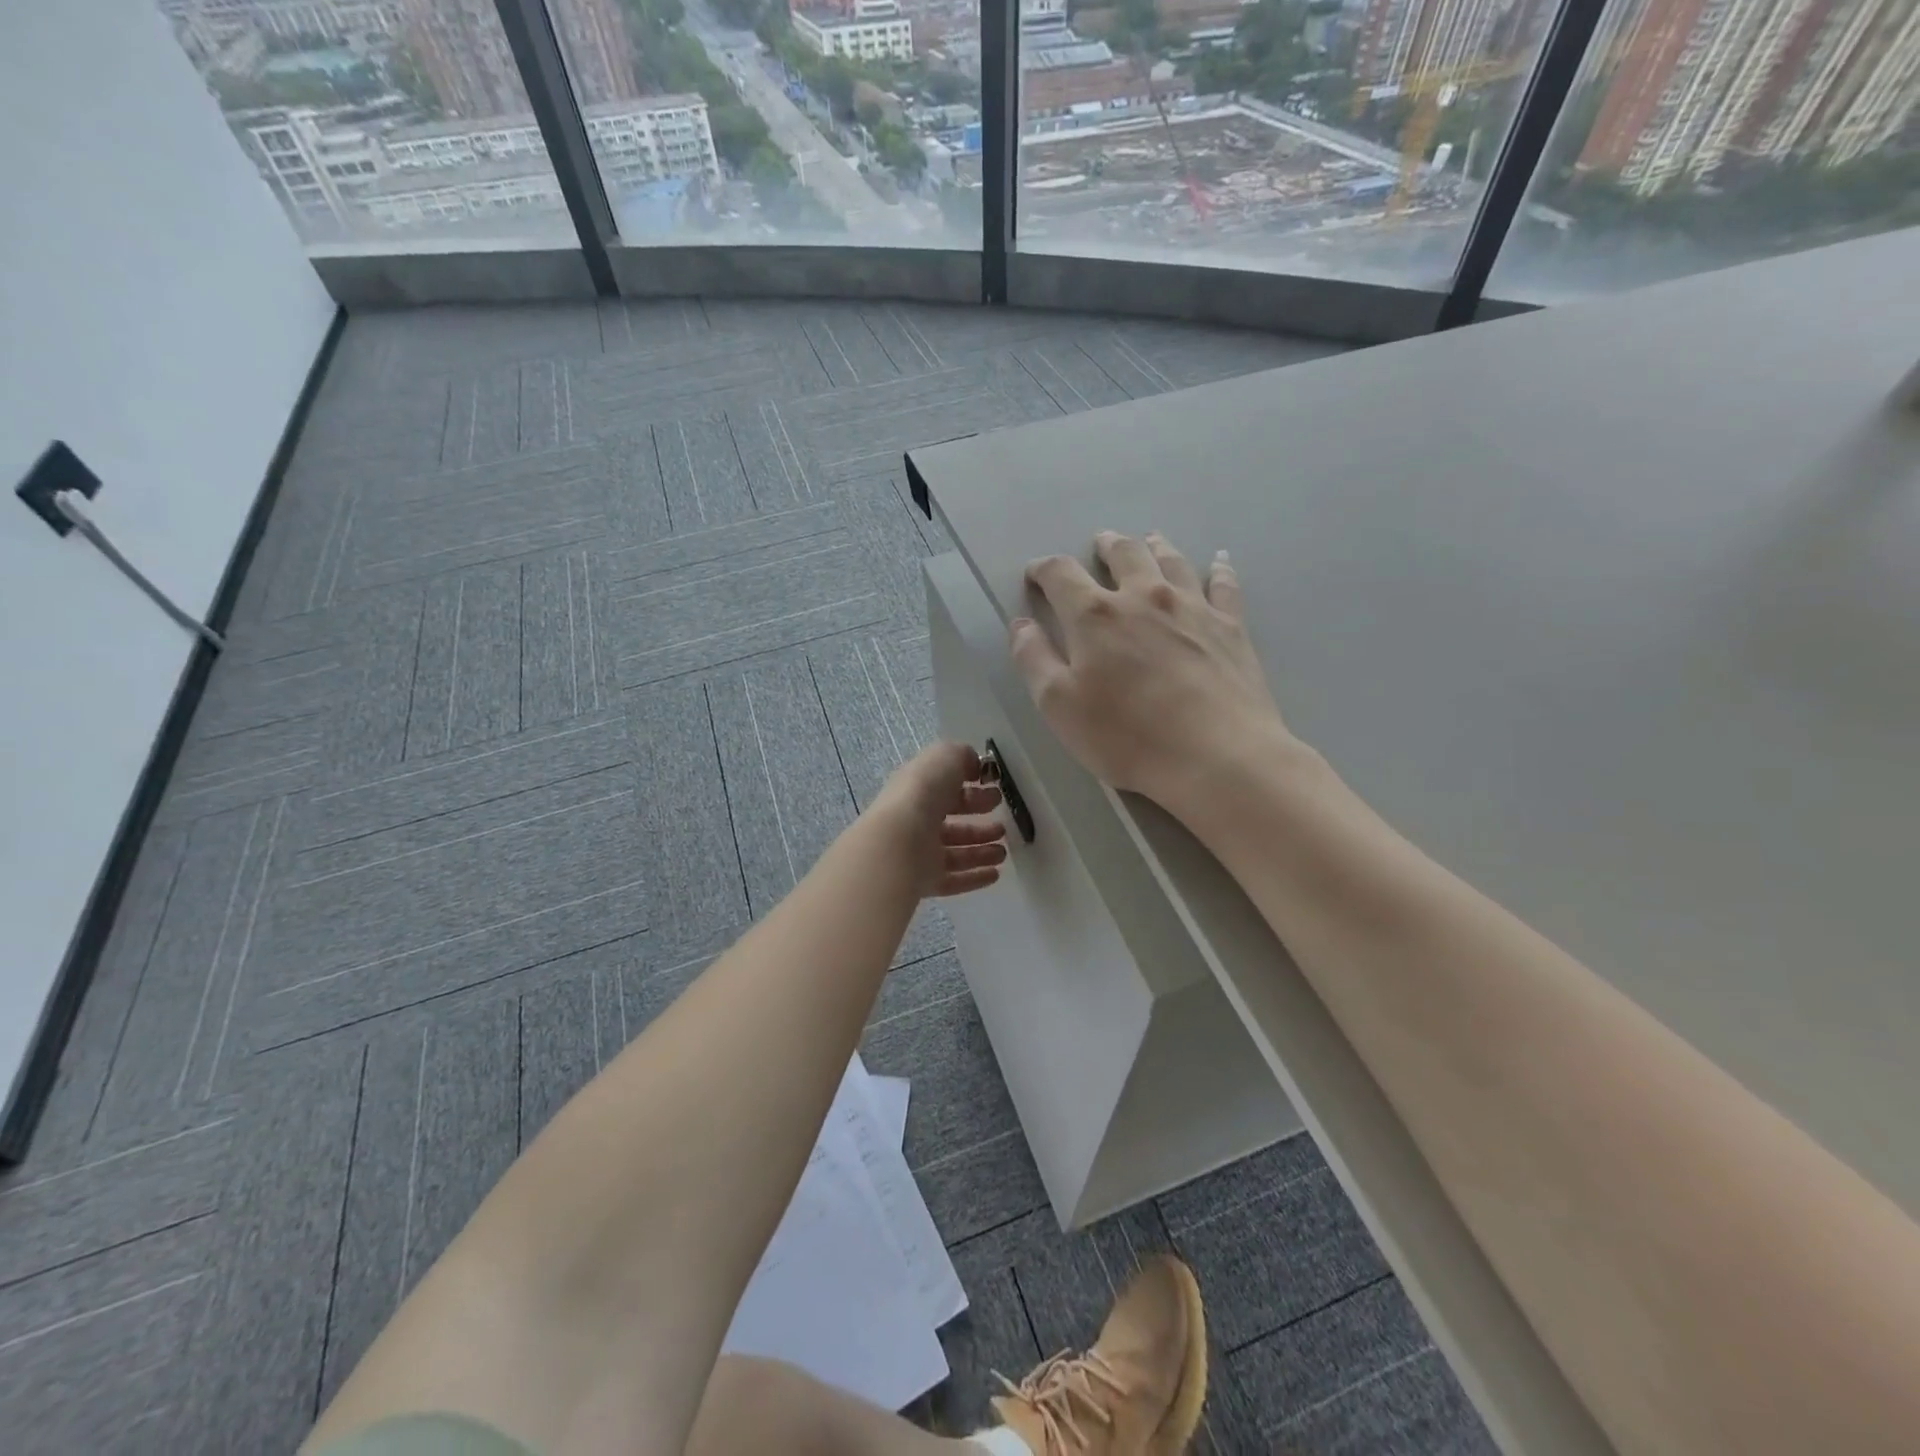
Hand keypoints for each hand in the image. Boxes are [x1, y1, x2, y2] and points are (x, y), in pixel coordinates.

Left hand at [867, 742, 1008, 898]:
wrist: (899, 841)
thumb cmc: (922, 793)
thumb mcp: (945, 757)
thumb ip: (962, 756)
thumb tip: (975, 766)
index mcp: (917, 791)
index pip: (947, 791)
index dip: (972, 790)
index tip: (997, 794)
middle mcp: (917, 822)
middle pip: (952, 824)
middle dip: (979, 824)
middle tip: (1003, 827)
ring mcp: (919, 853)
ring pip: (954, 853)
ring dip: (981, 851)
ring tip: (1003, 852)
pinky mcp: (924, 880)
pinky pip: (953, 879)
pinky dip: (974, 877)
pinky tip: (995, 875)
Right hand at [1010, 531, 1295, 808]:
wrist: (1216, 755)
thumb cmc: (1127, 736)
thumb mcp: (1059, 706)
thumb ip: (1033, 659)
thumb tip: (1021, 624)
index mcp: (1095, 615)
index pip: (1061, 574)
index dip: (1043, 569)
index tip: (1035, 574)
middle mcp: (1143, 597)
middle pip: (1122, 554)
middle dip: (1105, 546)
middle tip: (1100, 544)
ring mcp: (1192, 607)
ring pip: (1170, 560)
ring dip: (1155, 546)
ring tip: (1149, 540)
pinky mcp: (1231, 625)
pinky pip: (1223, 583)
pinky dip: (1218, 568)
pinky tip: (1218, 560)